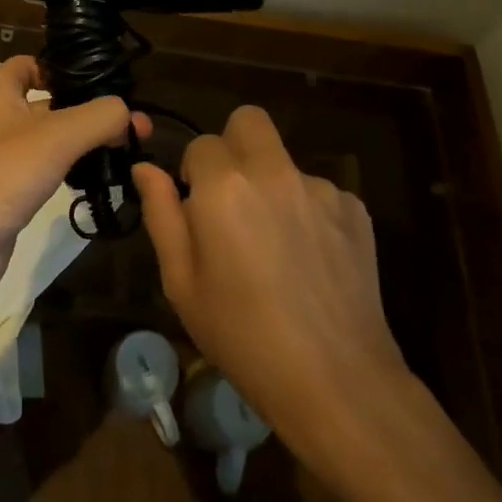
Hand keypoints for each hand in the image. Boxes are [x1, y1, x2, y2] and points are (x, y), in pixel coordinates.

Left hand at [0, 56, 144, 309]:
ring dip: (87, 143)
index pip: (32, 64)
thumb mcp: (57, 136)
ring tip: (128, 152)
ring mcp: (4, 157)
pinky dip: (73, 171)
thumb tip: (128, 114)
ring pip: (54, 139)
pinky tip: (101, 179)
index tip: (102, 84)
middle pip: (52, 103)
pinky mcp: (12, 190)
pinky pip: (49, 169)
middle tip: (134, 127)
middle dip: (91, 111)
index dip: (65, 68)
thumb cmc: (2, 175)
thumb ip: (99, 116)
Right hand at [133, 106, 404, 451]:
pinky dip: (307, 212)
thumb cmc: (242, 335)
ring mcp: (321, 188)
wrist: (335, 380)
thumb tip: (145, 168)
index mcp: (224, 186)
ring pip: (284, 162)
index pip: (201, 144)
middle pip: (249, 121)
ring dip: (272, 186)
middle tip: (231, 198)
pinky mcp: (355, 210)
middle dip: (233, 146)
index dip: (193, 172)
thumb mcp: (181, 282)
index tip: (197, 209)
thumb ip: (161, 213)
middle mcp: (274, 172)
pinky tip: (309, 261)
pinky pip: (318, 192)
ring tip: (276, 248)